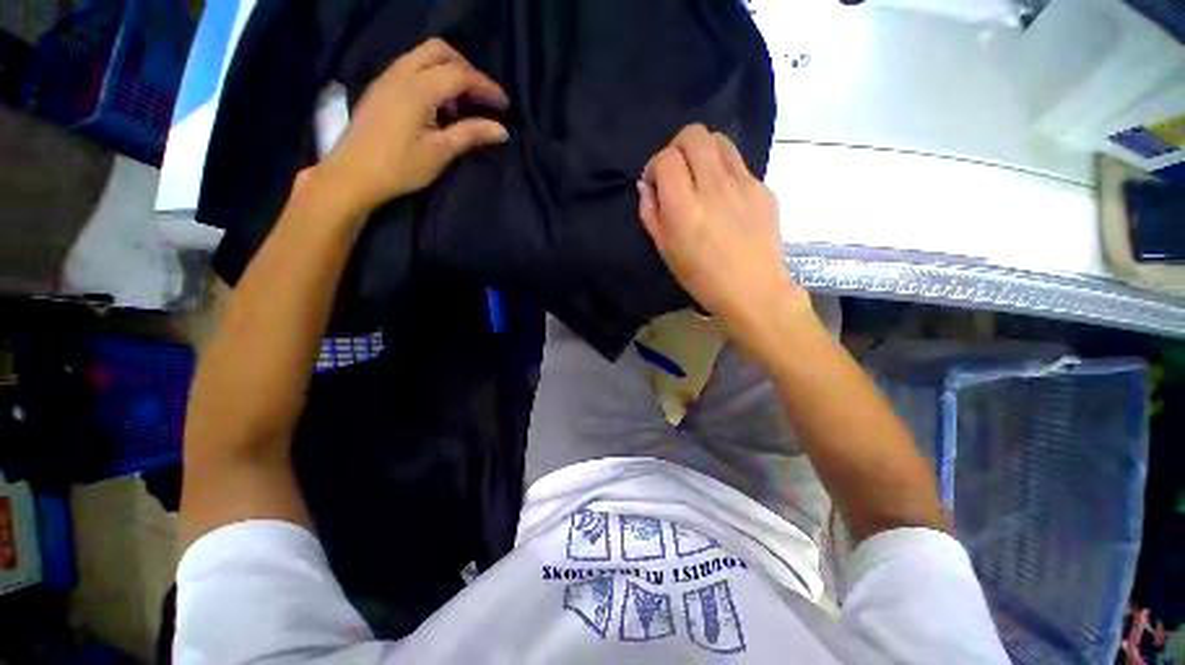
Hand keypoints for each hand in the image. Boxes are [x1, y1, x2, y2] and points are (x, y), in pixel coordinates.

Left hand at [313, 38, 509, 215]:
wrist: (353, 175)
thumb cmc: (399, 167)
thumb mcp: (440, 153)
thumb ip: (471, 135)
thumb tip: (502, 130)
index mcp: (417, 89)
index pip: (459, 75)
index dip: (485, 86)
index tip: (504, 104)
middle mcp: (401, 73)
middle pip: (439, 51)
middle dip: (466, 68)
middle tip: (482, 96)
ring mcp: (388, 78)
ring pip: (423, 56)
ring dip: (448, 71)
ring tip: (463, 102)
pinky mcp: (381, 88)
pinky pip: (411, 67)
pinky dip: (432, 76)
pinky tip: (439, 104)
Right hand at [638, 125, 810, 351]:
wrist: (753, 290)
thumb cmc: (702, 278)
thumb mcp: (666, 251)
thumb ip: (651, 214)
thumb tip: (646, 186)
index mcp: (684, 208)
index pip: (665, 159)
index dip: (654, 166)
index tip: (655, 184)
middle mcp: (713, 187)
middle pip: (694, 135)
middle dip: (677, 148)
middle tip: (677, 173)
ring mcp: (743, 183)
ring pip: (719, 140)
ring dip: (702, 152)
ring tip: (700, 178)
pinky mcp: (763, 187)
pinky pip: (738, 163)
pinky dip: (723, 171)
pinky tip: (724, 198)